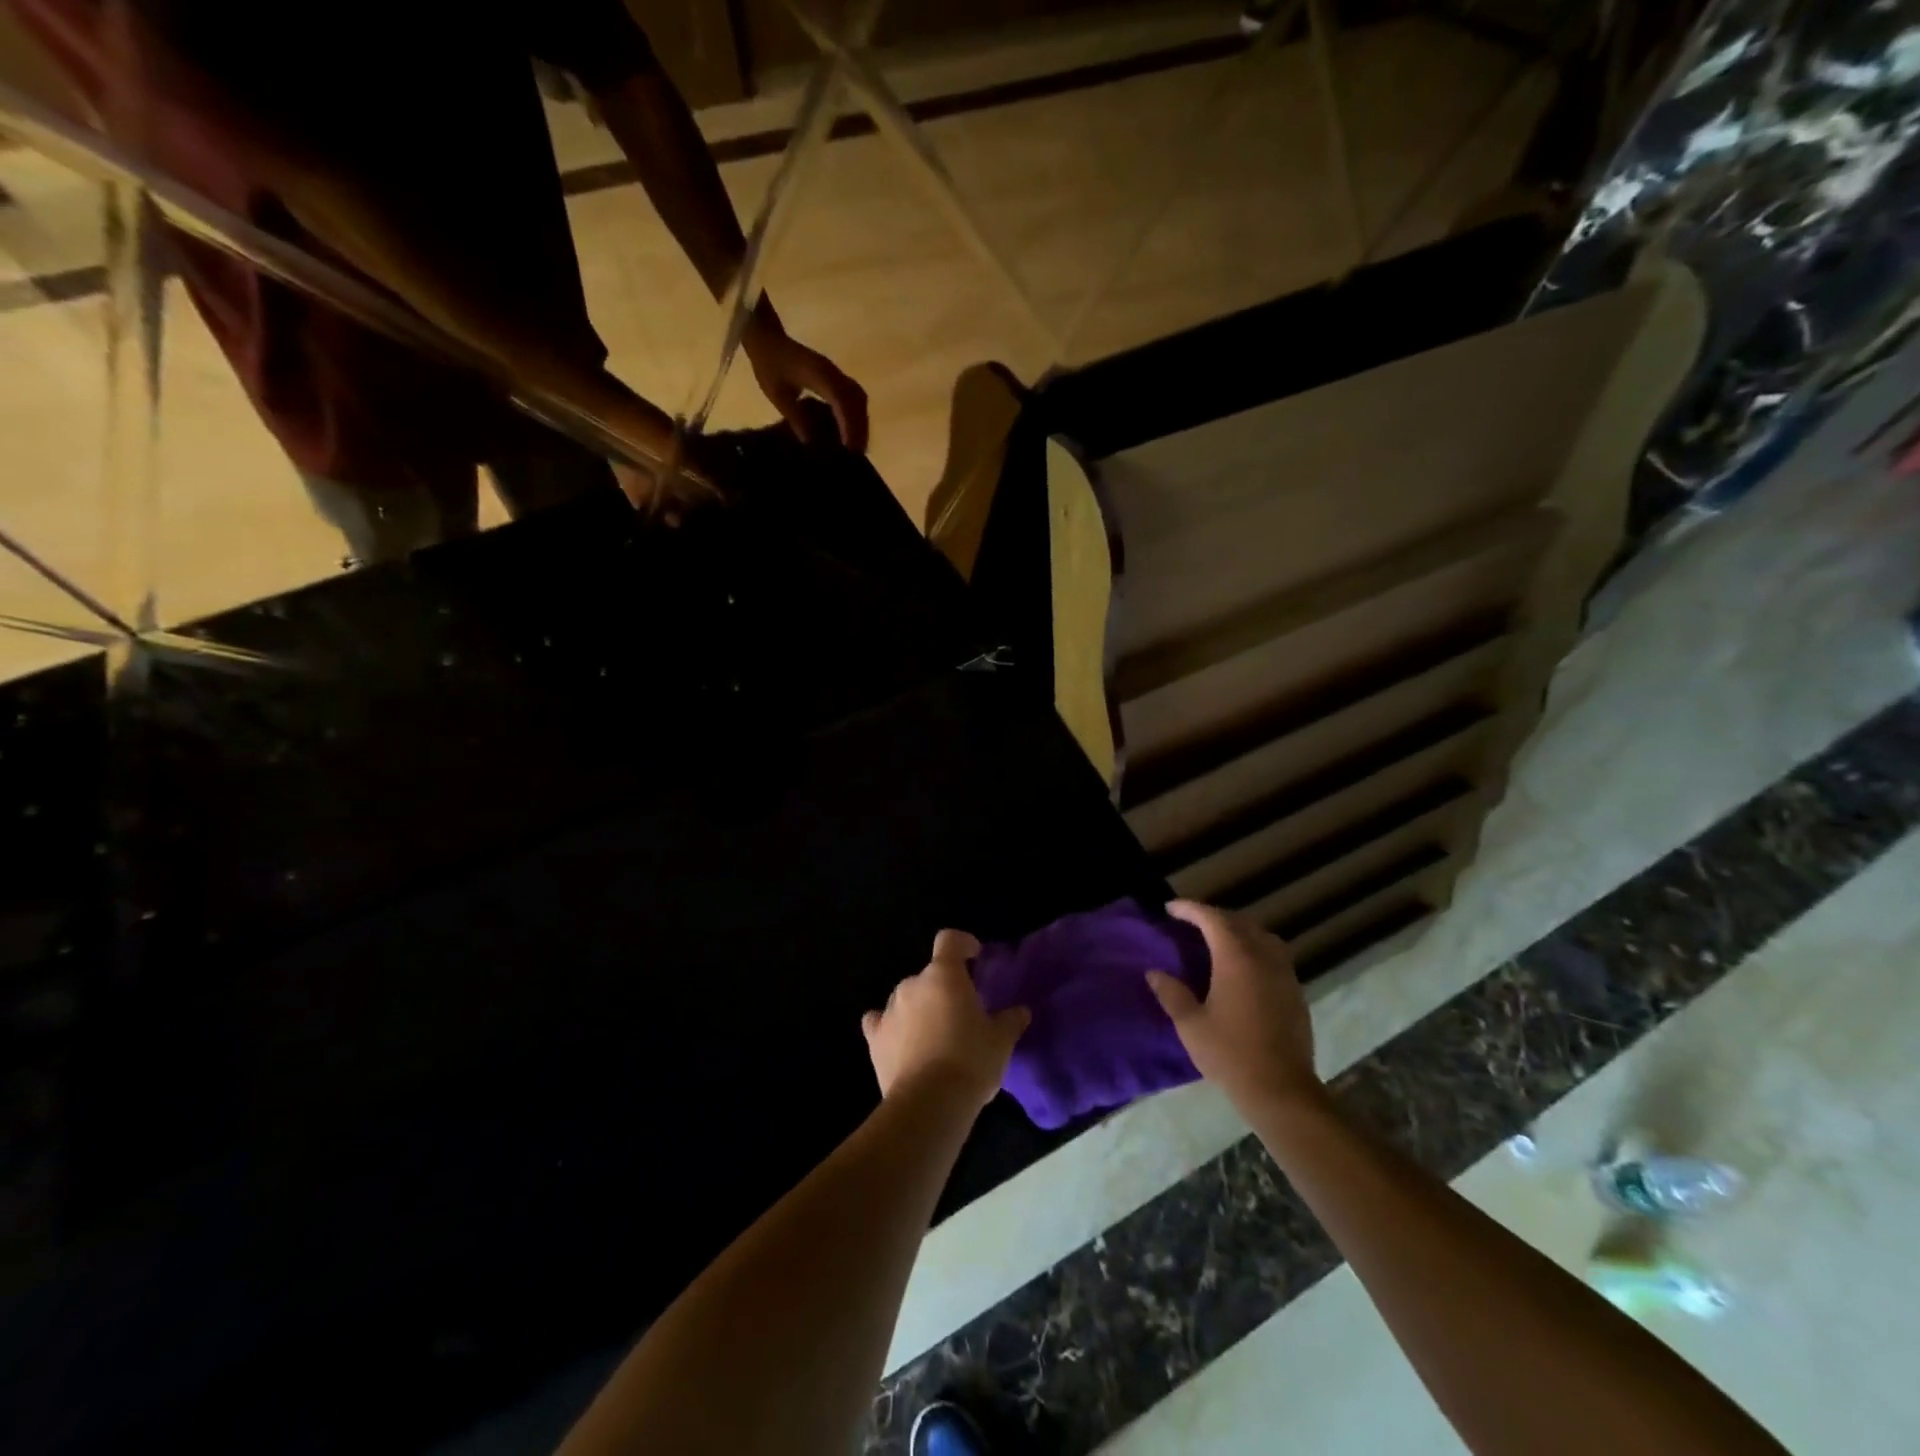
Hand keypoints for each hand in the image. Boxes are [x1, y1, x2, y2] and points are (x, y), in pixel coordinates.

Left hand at [742, 319, 868, 452]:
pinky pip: (853, 396)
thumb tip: (810, 443)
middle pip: (856, 400)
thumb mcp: (777, 394)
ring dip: (861, 423)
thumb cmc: (769, 364)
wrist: (769, 339)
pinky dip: (856, 415)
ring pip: (858, 399)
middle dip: (860, 428)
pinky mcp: (836, 378)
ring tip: (858, 446)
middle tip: (858, 454)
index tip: (849, 448)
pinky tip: (852, 431)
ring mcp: (836, 374)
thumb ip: (795, 416)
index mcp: (818, 374)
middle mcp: (833, 373)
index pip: (841, 400)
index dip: (848, 424)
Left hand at [862, 930, 1029, 1111]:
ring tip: (936, 1036)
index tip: (974, 957)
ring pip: (907, 998)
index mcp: (944, 976)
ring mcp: (889, 1010)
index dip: (962, 944)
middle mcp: (912, 984)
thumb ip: (1011, 1020)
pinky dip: (890, 1027)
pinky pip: (880, 1022)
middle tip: (961, 1013)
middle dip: (944, 989)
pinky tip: (900, 1042)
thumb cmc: (970, 1061)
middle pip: (929, 975)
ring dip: (920, 1009)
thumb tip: (1021, 1011)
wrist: (929, 1104)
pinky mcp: (874, 1038)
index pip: (949, 940)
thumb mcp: (1001, 1041)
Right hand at [1146, 900, 1322, 1117]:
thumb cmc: (1230, 1055)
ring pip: (1261, 936)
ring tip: (1218, 940)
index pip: (1212, 919)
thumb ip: (1172, 993)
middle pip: (1239, 922)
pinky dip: (1255, 949)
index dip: (1190, 909)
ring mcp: (1284, 974)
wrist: (1282, 1091)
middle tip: (1191, 922)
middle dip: (1213, 917)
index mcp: (1236, 958)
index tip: (1170, 909)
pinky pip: (1274, 955)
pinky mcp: (1295, 992)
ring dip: (1238, 930)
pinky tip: (1242, 967)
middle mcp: (1264, 957)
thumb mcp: (1190, 1025)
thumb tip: (1154, 972)